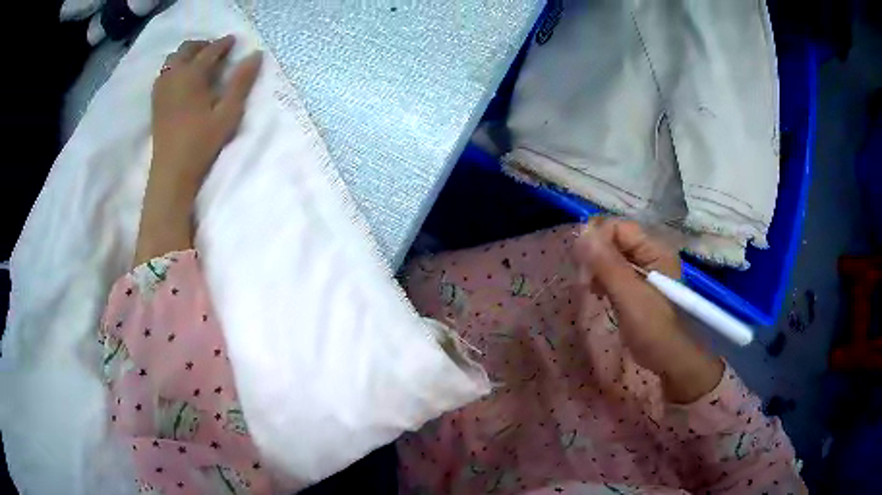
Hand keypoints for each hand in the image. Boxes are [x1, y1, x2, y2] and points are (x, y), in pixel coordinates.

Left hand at [134, 36, 261, 266]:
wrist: (171, 172)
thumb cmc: (201, 143)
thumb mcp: (227, 113)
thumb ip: (241, 82)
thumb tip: (255, 55)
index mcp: (192, 76)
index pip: (209, 51)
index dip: (223, 44)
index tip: (233, 40)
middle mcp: (173, 76)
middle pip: (186, 49)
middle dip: (202, 45)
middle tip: (216, 50)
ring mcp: (161, 89)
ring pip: (172, 60)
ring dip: (186, 55)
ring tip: (199, 62)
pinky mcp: (156, 102)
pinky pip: (164, 73)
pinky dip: (174, 67)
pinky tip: (182, 79)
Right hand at [573, 218, 723, 402]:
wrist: (670, 360)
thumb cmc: (653, 328)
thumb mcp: (629, 296)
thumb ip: (607, 264)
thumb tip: (581, 233)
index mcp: (655, 250)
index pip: (619, 227)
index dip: (598, 240)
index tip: (583, 266)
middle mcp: (651, 254)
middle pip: (616, 240)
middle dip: (596, 255)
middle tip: (585, 280)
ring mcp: (646, 271)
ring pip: (614, 256)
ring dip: (598, 268)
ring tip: (591, 289)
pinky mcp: (639, 287)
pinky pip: (616, 272)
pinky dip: (604, 279)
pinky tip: (599, 293)